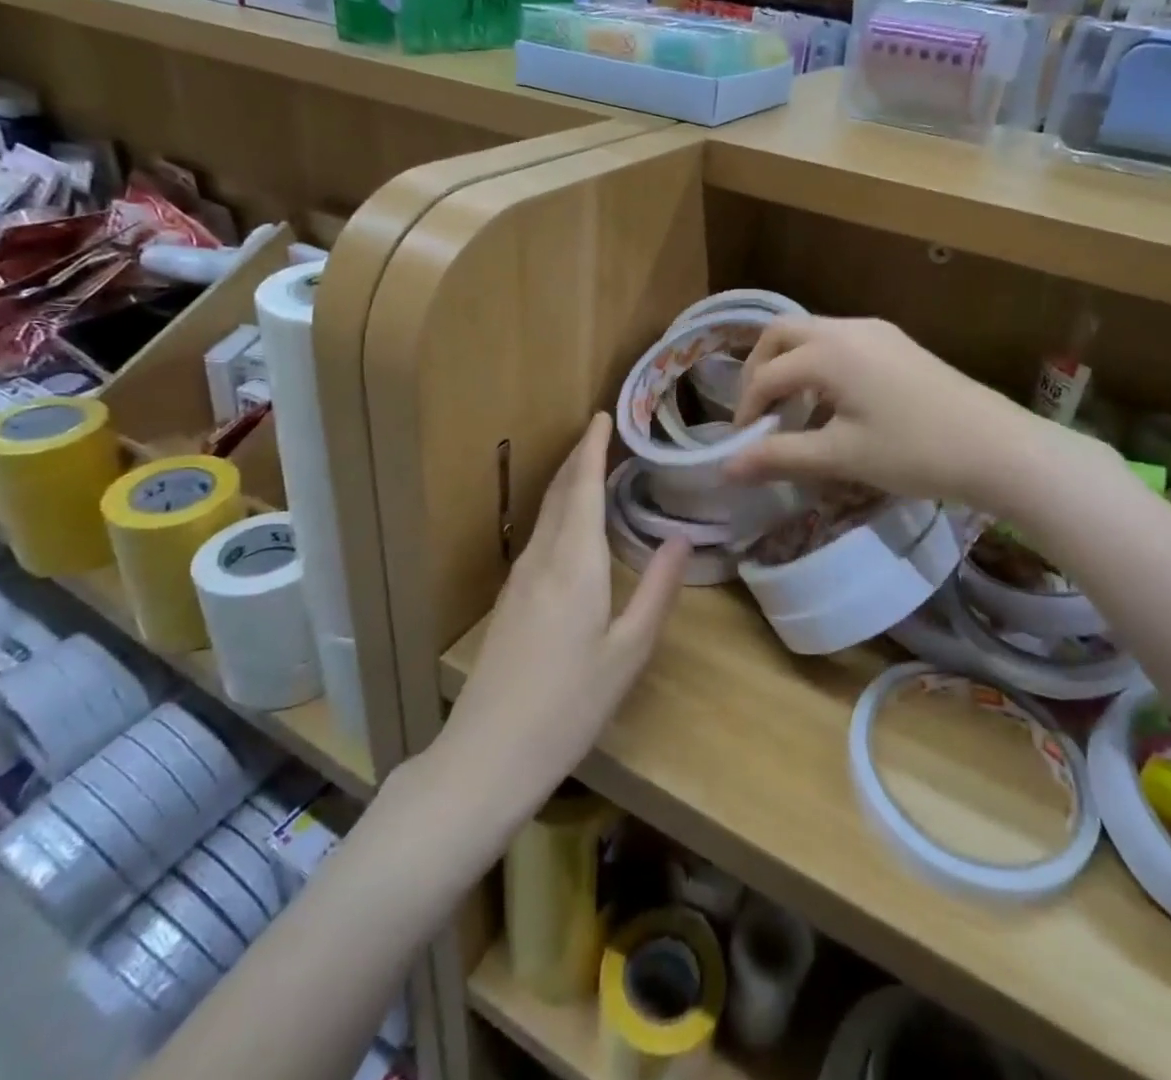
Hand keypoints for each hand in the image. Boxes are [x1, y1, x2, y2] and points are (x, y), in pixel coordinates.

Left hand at [440, 413, 686, 814]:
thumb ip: (657, 591)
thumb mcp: (628, 652)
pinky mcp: (510, 601)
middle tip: (603, 433)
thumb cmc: (569, 705)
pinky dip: (559, 513)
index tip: (603, 415)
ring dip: (568, 483)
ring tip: (593, 467)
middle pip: (559, 493)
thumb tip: (682, 539)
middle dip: (579, 458)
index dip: (592, 448)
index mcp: (574, 564)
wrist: (488, 755)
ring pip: (546, 515)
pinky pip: (539, 537)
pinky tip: (572, 527)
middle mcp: (541, 560)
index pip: (583, 487)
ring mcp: (519, 580)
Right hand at [724, 317, 1045, 506]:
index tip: (743, 446)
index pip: (766, 375)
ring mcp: (877, 332)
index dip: (747, 410)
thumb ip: (779, 456)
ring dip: (791, 367)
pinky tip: (833, 405)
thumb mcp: (841, 458)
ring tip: (793, 413)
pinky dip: (820, 367)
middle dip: (759, 370)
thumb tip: (726, 468)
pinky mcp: (897, 344)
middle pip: (782, 334)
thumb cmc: (914, 452)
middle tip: (758, 413)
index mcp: (828, 352)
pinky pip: (841, 344)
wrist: (999, 447)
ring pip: (813, 335)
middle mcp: (848, 328)